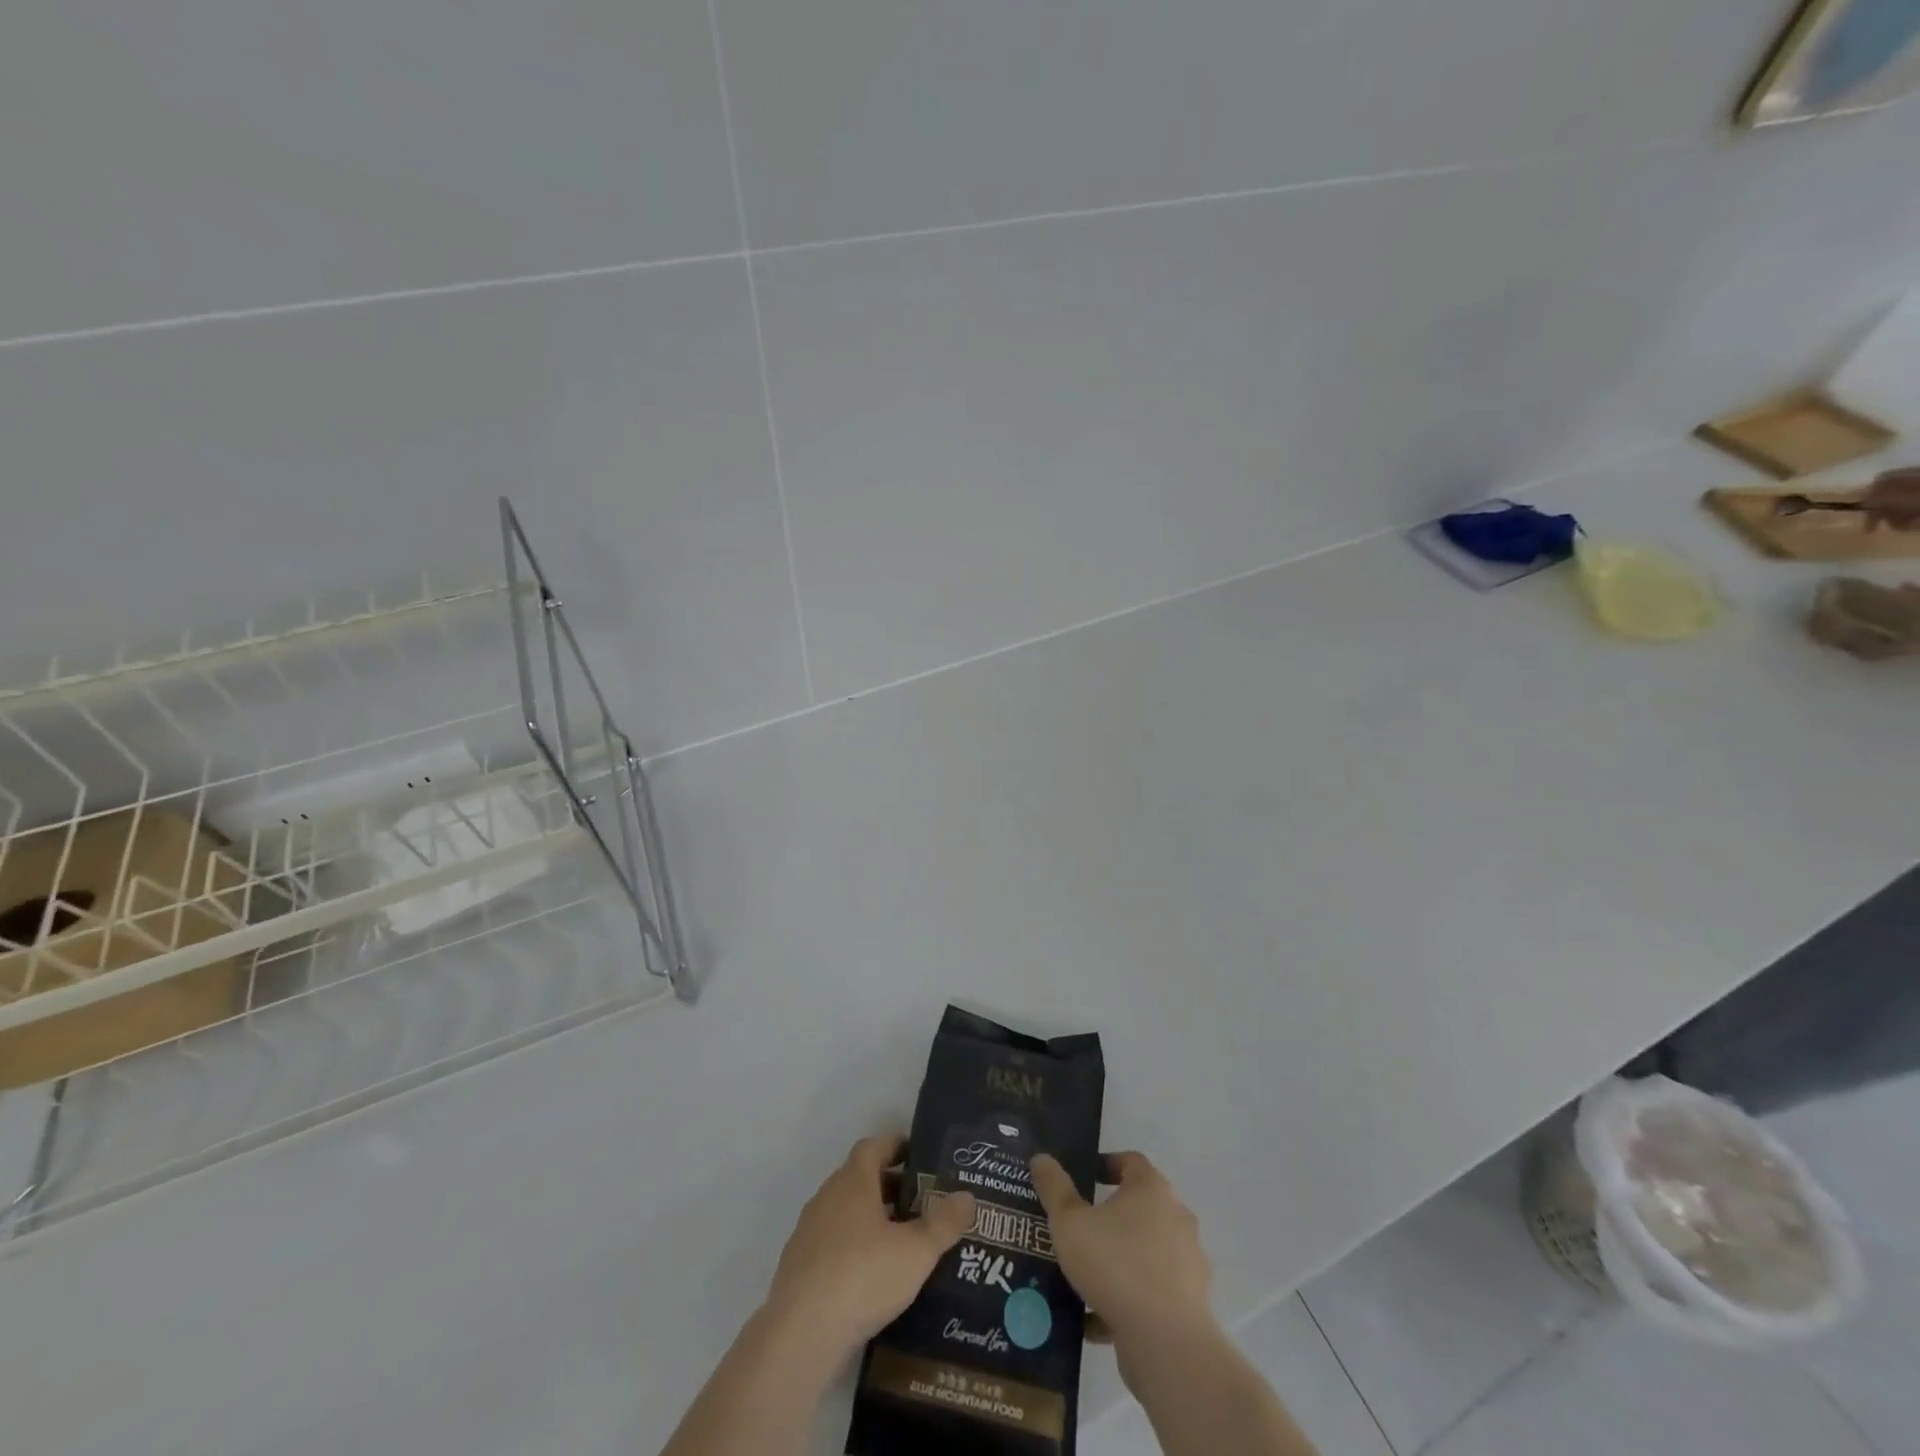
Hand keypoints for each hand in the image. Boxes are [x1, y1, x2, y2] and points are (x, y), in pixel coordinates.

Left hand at [764, 1134, 976, 1362]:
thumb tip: (968, 1196)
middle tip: (921, 1204)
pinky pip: (832, 1245)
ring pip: (845, 1214)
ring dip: (871, 1220)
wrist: (801, 1334)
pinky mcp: (798, 1268)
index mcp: (853, 1181)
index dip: (896, 1147)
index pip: (873, 1147)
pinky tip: (873, 1279)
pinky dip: (853, 1250)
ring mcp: (808, 1233)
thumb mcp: (916, 1251)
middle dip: (889, 1187)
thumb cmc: (863, 1276)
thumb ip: (944, 1223)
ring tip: (902, 1244)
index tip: (919, 1157)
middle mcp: (827, 1198)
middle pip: (860, 1179)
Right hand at [1029, 1151, 1215, 1359]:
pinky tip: (1095, 1320)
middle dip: (1109, 1218)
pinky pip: (1151, 1292)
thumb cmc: (1115, 1265)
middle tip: (1078, 1229)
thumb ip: (1054, 1188)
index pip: (1131, 1162)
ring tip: (1083, 1277)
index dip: (1107, 1165)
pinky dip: (1127, 1299)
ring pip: (1144, 1253)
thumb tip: (1041, 1158)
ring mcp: (1187, 1262)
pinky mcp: (1190, 1304)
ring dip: (1117, 1261)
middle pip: (1139, 1208)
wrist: (1166, 1343)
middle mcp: (1176, 1218)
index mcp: (1152, 1189)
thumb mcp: (1070, 1223)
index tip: (1084, 1178)